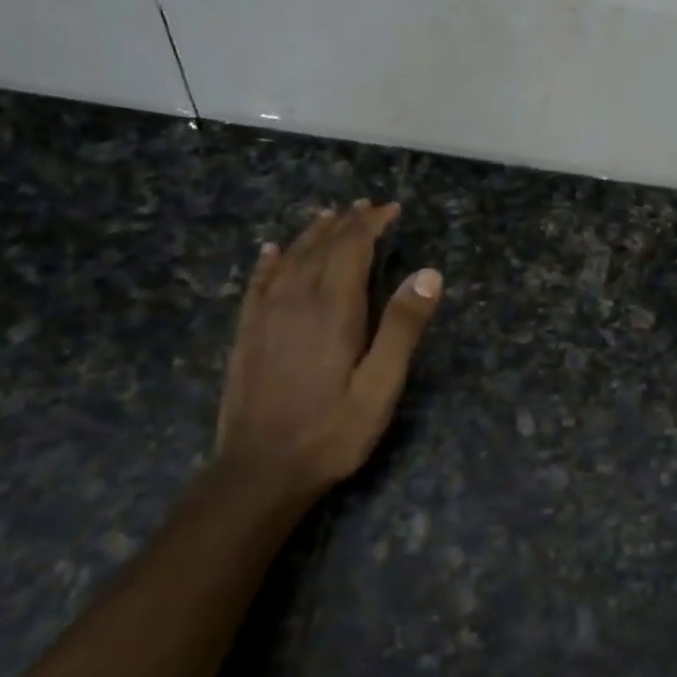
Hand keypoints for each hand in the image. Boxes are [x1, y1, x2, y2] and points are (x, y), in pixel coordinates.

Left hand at [214, 201, 443, 502]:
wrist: (260, 470)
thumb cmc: (331, 431)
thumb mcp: (380, 387)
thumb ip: (403, 328)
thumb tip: (429, 273)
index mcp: (334, 309)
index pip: (353, 248)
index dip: (372, 224)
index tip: (391, 208)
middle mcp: (296, 300)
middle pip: (322, 247)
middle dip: (347, 223)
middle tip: (366, 206)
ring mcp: (266, 316)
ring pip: (291, 259)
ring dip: (313, 234)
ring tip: (329, 215)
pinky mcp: (247, 334)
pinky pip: (258, 283)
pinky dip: (269, 261)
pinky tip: (272, 250)